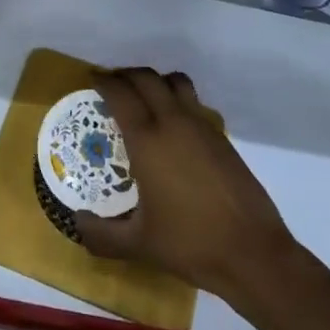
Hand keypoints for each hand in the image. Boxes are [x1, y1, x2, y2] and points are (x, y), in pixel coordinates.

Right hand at [75, 68, 295, 307]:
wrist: (252, 253)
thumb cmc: (190, 244)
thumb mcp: (138, 245)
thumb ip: (101, 235)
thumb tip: (77, 222)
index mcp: (147, 140)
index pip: (120, 94)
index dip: (103, 82)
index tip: (92, 80)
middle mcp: (173, 122)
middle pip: (146, 78)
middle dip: (126, 75)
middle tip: (112, 85)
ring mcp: (201, 127)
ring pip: (175, 82)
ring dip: (155, 81)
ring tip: (144, 98)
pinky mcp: (221, 138)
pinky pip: (193, 102)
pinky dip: (177, 100)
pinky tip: (172, 128)